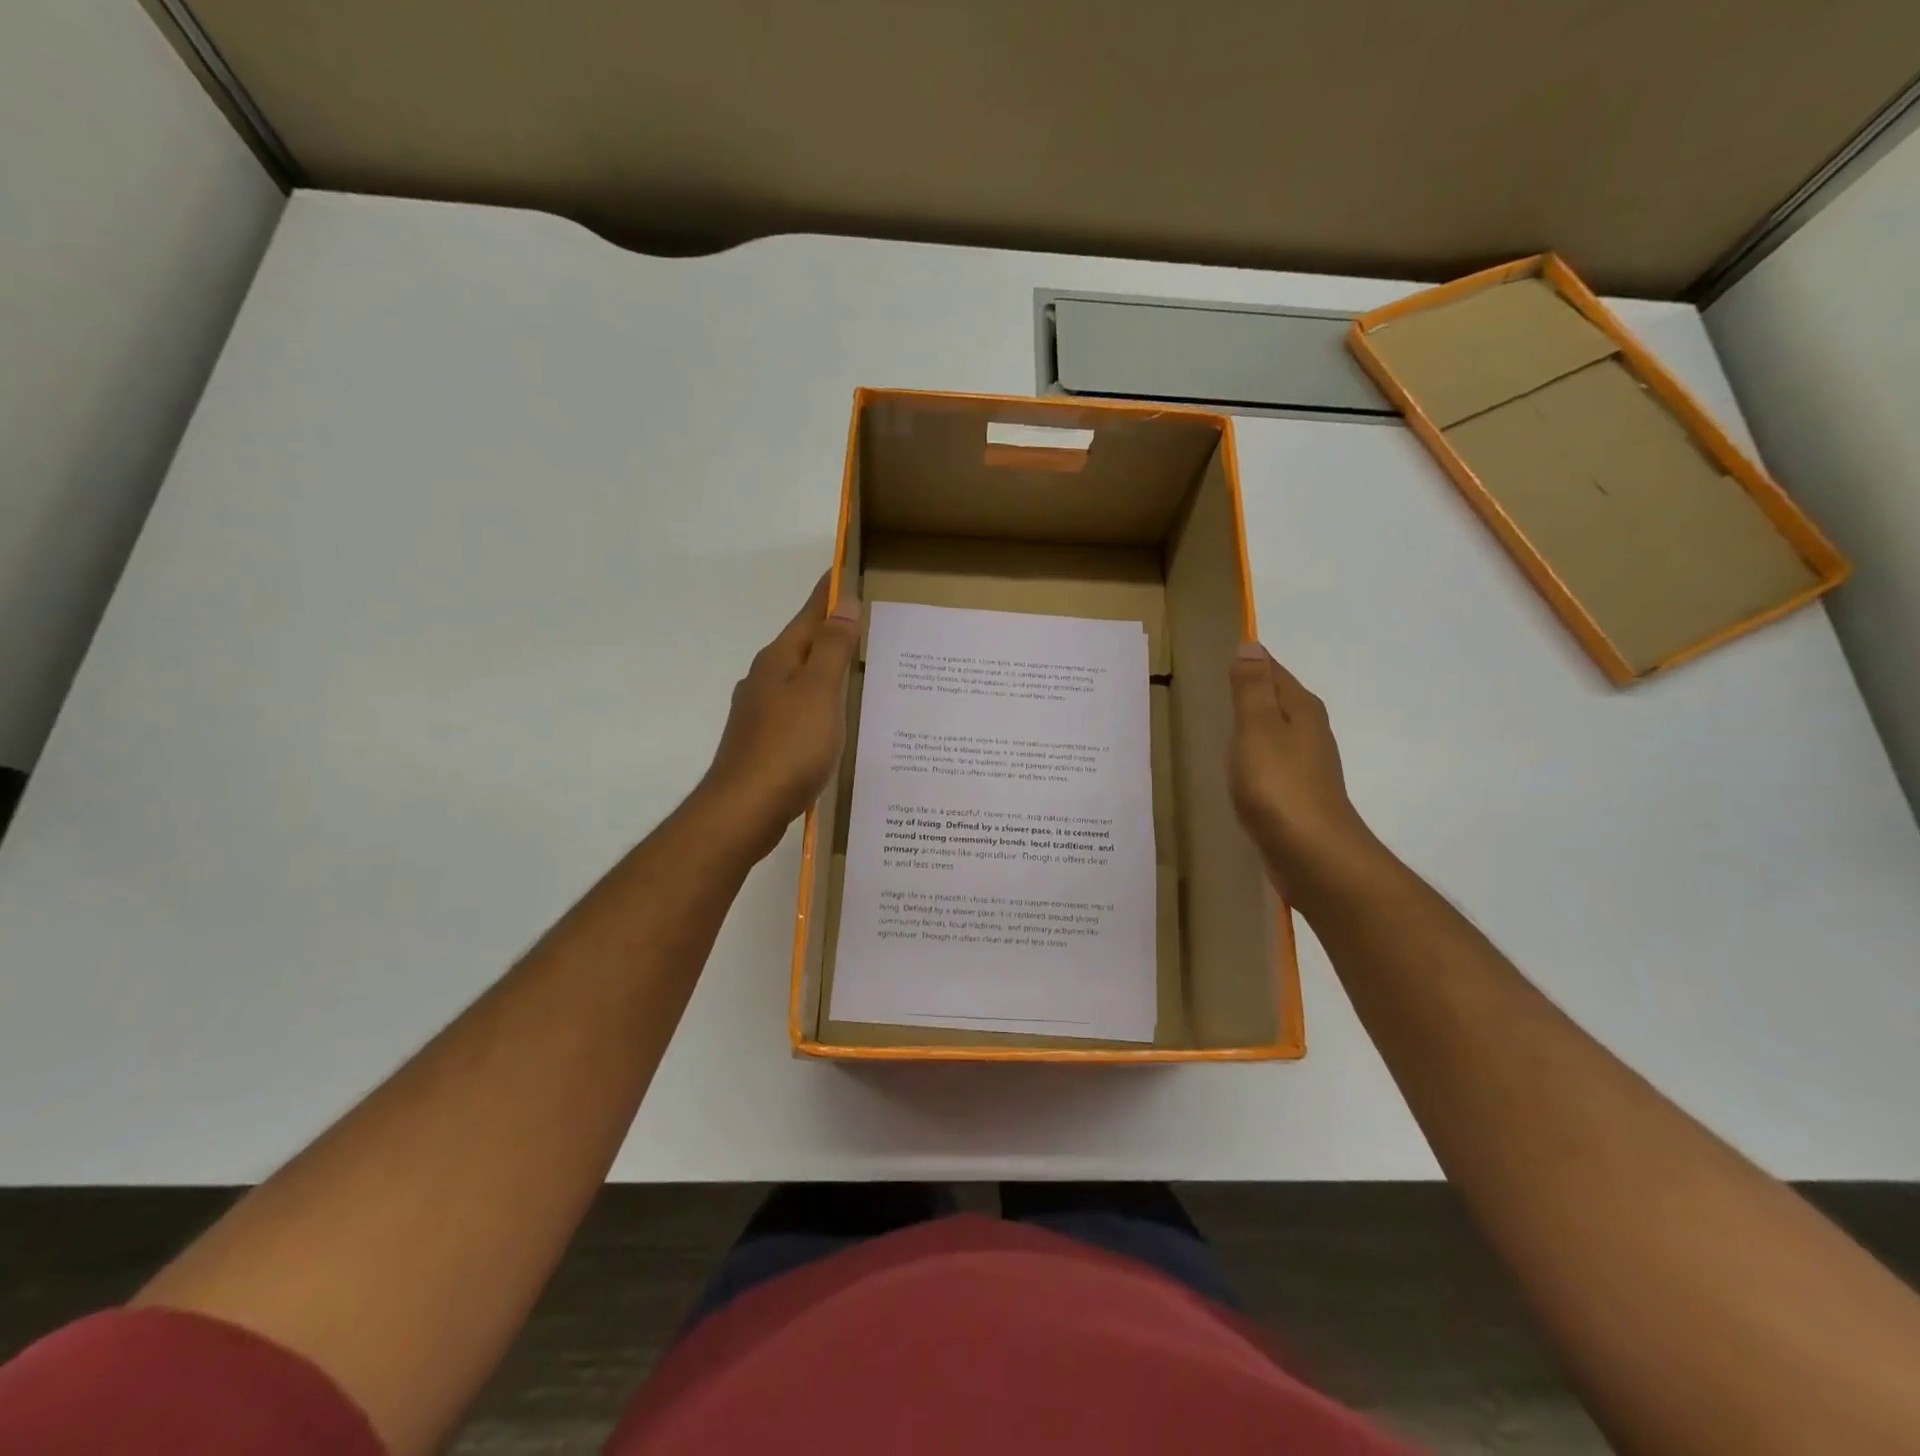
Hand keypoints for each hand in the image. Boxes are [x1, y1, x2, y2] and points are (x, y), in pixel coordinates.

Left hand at [698, 573, 861, 859]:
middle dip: (828, 632)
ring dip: (822, 670)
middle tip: (862, 623)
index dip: (829, 595)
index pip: (808, 616)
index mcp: (778, 661)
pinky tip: (829, 720)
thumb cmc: (788, 746)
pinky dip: (816, 704)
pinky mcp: (762, 742)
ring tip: (853, 670)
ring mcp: (759, 712)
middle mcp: (764, 680)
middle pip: (801, 646)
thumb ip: (832, 648)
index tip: (844, 570)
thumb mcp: (819, 692)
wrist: (745, 809)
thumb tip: (844, 604)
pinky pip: (796, 710)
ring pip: (798, 680)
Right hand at [1227, 643, 1377, 895]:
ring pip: (1276, 732)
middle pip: (1278, 700)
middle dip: (1254, 690)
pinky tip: (1241, 767)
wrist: (1313, 856)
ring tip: (1225, 721)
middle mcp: (1310, 733)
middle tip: (1220, 683)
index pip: (1274, 672)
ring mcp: (1306, 766)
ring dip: (1255, 724)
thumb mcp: (1258, 729)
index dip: (1252, 662)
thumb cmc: (1280, 787)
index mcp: (1300, 710)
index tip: (1226, 653)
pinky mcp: (1297, 796)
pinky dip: (1256, 755)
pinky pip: (1272, 762)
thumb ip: (1251, 689)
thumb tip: (1251, 645)